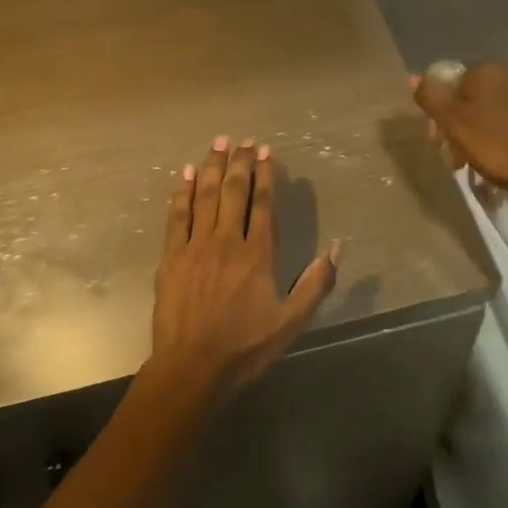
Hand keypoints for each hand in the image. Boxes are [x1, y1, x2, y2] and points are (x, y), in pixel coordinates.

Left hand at [148, 136, 339, 395]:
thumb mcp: (292, 321)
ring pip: (203, 196)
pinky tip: (184, 174)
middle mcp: (226, 241)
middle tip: (240, 139)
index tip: (265, 152)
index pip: (262, 204)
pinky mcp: (171, 257)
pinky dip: (181, 193)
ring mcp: (195, 246)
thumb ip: (316, 283)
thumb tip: (336, 248)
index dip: (264, 175)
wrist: (193, 367)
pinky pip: (176, 216)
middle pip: (232, 191)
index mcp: (257, 254)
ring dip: (210, 167)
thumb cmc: (245, 347)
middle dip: (238, 162)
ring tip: (217, 144)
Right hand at [411, 62, 507, 211]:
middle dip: (460, 125)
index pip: (450, 84)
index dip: (439, 114)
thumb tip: (414, 76)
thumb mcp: (454, 123)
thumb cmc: (499, 146)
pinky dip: (504, 137)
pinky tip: (504, 159)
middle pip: (472, 98)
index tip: (437, 141)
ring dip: (481, 134)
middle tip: (456, 157)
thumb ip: (431, 97)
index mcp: (486, 70)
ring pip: (494, 111)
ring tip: (479, 164)